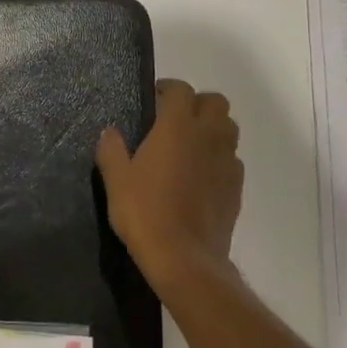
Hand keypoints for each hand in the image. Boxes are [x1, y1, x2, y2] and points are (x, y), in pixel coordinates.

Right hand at [96, 79, 243, 294]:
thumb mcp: (116, 180)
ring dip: (213, 127)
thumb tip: (109, 132)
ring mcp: (227, 162)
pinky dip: (219, 157)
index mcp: (178, 127)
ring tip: (190, 144)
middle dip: (197, 103)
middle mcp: (208, 136)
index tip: (154, 98)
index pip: (181, 90)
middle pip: (216, 102)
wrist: (185, 259)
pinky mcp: (237, 187)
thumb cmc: (145, 212)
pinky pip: (232, 159)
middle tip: (175, 118)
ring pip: (229, 128)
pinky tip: (201, 174)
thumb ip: (111, 150)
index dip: (168, 89)